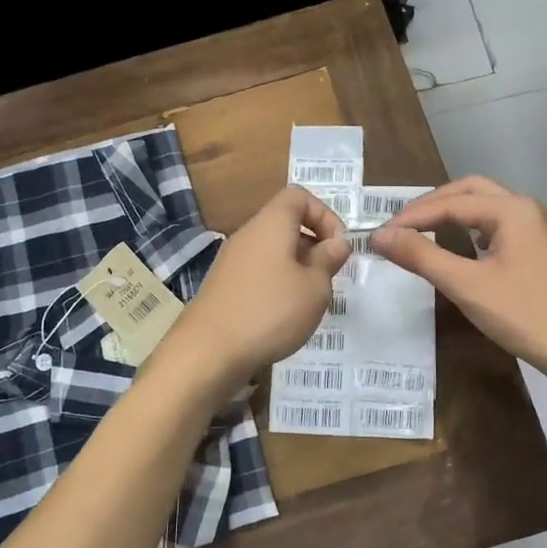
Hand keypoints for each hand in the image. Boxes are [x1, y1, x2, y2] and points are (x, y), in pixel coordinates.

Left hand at [169, 186, 349, 387]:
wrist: (209, 351)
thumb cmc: (270, 311)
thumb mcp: (315, 288)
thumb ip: (329, 261)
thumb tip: (336, 243)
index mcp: (271, 223)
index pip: (298, 196)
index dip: (325, 214)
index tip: (337, 247)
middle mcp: (248, 234)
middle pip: (285, 223)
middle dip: (313, 245)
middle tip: (328, 278)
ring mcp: (231, 260)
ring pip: (272, 250)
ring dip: (296, 268)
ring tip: (308, 301)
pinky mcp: (223, 285)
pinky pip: (258, 272)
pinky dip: (276, 284)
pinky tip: (283, 316)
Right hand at [369, 176, 546, 392]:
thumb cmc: (524, 315)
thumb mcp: (466, 285)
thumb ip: (421, 256)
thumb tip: (380, 237)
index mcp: (513, 210)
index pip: (451, 203)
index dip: (412, 217)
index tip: (381, 234)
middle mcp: (529, 208)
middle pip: (471, 191)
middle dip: (433, 205)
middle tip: (401, 225)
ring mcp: (540, 227)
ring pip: (487, 206)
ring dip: (453, 213)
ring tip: (422, 230)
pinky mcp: (543, 247)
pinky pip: (500, 224)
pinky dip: (473, 227)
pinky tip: (462, 246)